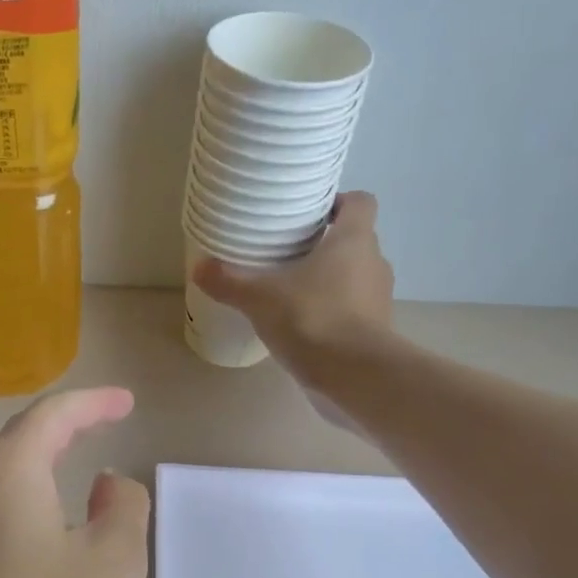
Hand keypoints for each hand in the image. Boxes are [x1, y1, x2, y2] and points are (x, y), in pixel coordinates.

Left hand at [0, 388, 150, 577]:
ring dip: (44, 465)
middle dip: (65, 427)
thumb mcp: (114, 562)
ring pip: (5, 480)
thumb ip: (123, 506)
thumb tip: (105, 483)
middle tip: (105, 421)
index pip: (52, 416)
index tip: (126, 402)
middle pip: (20, 441)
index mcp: (6, 472)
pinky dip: (32, 504)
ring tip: (79, 464)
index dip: (93, 403)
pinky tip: (50, 529)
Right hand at [192, 191, 395, 384]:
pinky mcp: (375, 330)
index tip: (312, 215)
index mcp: (354, 240)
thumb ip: (229, 281)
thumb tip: (198, 267)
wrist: (355, 375)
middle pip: (355, 241)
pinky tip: (304, 326)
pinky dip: (333, 312)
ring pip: (354, 277)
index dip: (339, 202)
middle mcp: (374, 262)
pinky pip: (353, 310)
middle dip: (326, 245)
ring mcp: (379, 298)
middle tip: (290, 255)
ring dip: (330, 281)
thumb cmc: (312, 318)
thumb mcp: (260, 298)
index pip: (361, 202)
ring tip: (293, 293)